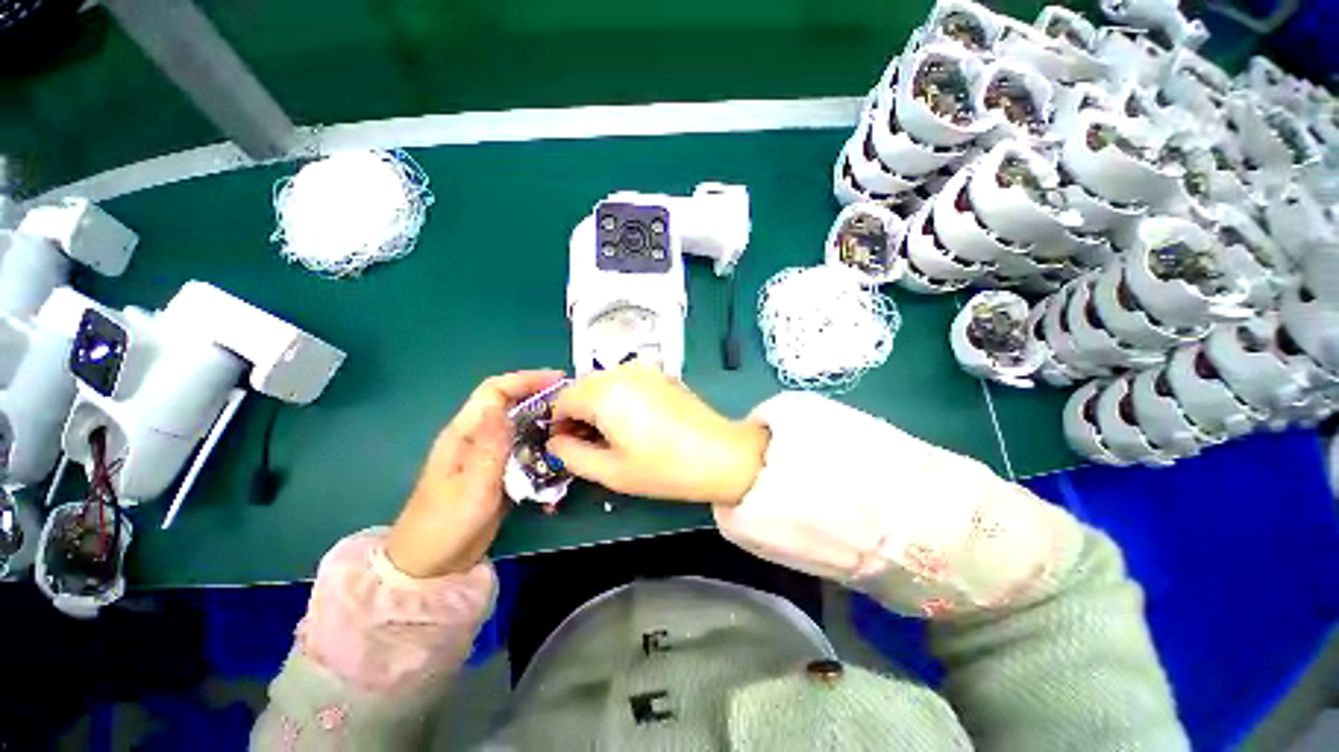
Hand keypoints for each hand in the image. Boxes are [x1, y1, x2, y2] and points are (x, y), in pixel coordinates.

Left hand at [386, 370, 564, 577]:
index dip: (525, 380)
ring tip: (571, 422)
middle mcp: (477, 436)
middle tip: (572, 401)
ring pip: (518, 423)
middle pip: (509, 402)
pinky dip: (541, 441)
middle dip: (539, 394)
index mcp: (464, 433)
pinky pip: (522, 446)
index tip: (558, 381)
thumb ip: (488, 447)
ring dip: (543, 417)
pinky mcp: (497, 470)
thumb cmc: (446, 525)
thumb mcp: (471, 486)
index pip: (494, 391)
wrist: (432, 564)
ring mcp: (487, 454)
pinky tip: (559, 449)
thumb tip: (501, 406)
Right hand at [547, 363, 769, 505]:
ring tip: (612, 434)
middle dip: (578, 413)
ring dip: (597, 405)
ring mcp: (644, 370)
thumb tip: (555, 443)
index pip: (562, 400)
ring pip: (603, 383)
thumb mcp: (610, 472)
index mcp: (605, 392)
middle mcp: (622, 372)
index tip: (568, 447)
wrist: (720, 455)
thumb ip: (571, 455)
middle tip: (590, 443)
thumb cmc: (663, 468)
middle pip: (582, 387)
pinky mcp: (661, 374)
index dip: (558, 425)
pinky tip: (633, 421)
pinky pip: (625, 381)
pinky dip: (618, 397)